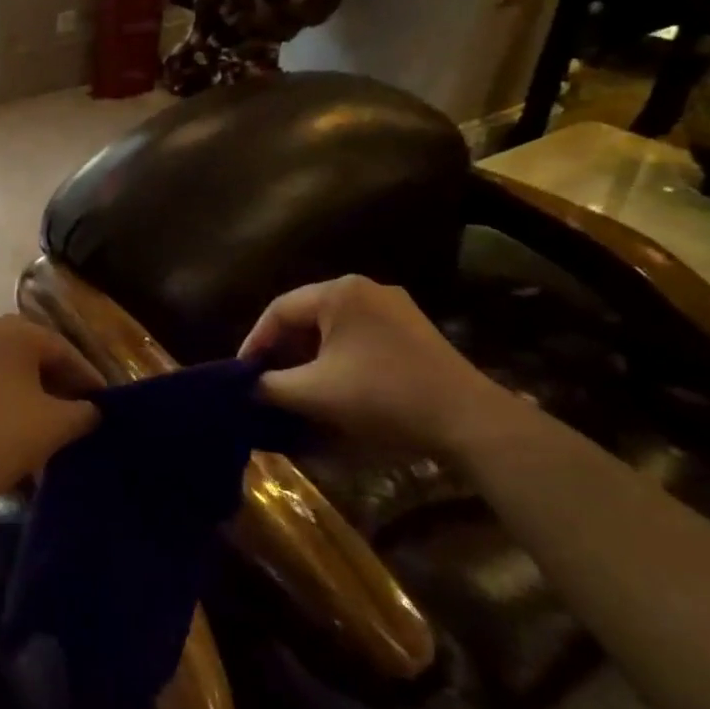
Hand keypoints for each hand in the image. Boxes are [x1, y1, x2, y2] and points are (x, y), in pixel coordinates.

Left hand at [0, 315, 102, 508]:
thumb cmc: (5, 434)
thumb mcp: (58, 423)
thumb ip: (85, 411)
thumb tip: (93, 410)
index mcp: (14, 329)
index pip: (63, 350)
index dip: (88, 377)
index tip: (105, 400)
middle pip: (35, 354)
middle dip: (61, 381)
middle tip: (83, 407)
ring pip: (11, 368)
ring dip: (35, 389)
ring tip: (56, 417)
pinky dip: (10, 395)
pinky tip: (24, 421)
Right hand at [239, 275, 513, 458]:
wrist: (467, 419)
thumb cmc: (382, 396)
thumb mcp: (314, 393)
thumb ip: (270, 385)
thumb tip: (249, 385)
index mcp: (339, 292)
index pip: (279, 310)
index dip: (255, 342)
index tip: (243, 374)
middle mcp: (366, 289)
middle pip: (307, 316)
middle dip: (282, 350)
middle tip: (266, 380)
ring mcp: (394, 308)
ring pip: (333, 328)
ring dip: (310, 356)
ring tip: (297, 387)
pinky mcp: (413, 331)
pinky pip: (359, 337)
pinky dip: (338, 358)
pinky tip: (335, 386)